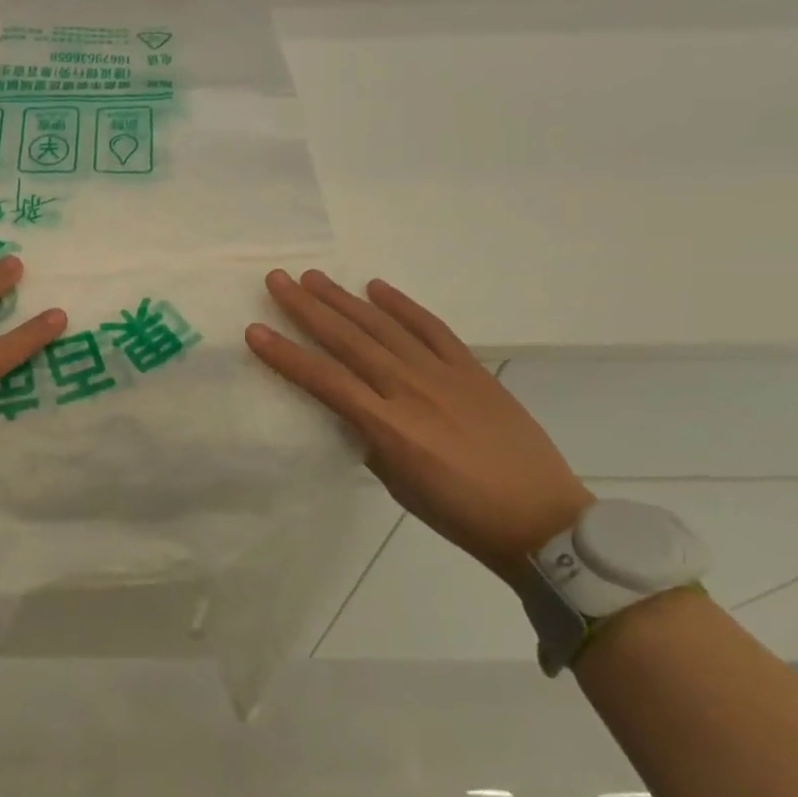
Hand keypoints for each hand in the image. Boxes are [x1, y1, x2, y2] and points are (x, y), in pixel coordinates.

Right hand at [245, 269, 592, 582]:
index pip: (325, 380)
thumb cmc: (461, 515)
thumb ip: (371, 439)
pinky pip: (431, 328)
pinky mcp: (471, 369)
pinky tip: (376, 288)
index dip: (286, 355)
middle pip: (349, 340)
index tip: (256, 330)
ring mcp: (443, 374)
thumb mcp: (399, 485)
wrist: (541, 519)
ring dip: (345, 299)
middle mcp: (411, 390)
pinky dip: (403, 305)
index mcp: (389, 427)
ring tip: (314, 277)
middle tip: (278, 280)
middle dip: (308, 308)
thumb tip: (354, 408)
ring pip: (384, 326)